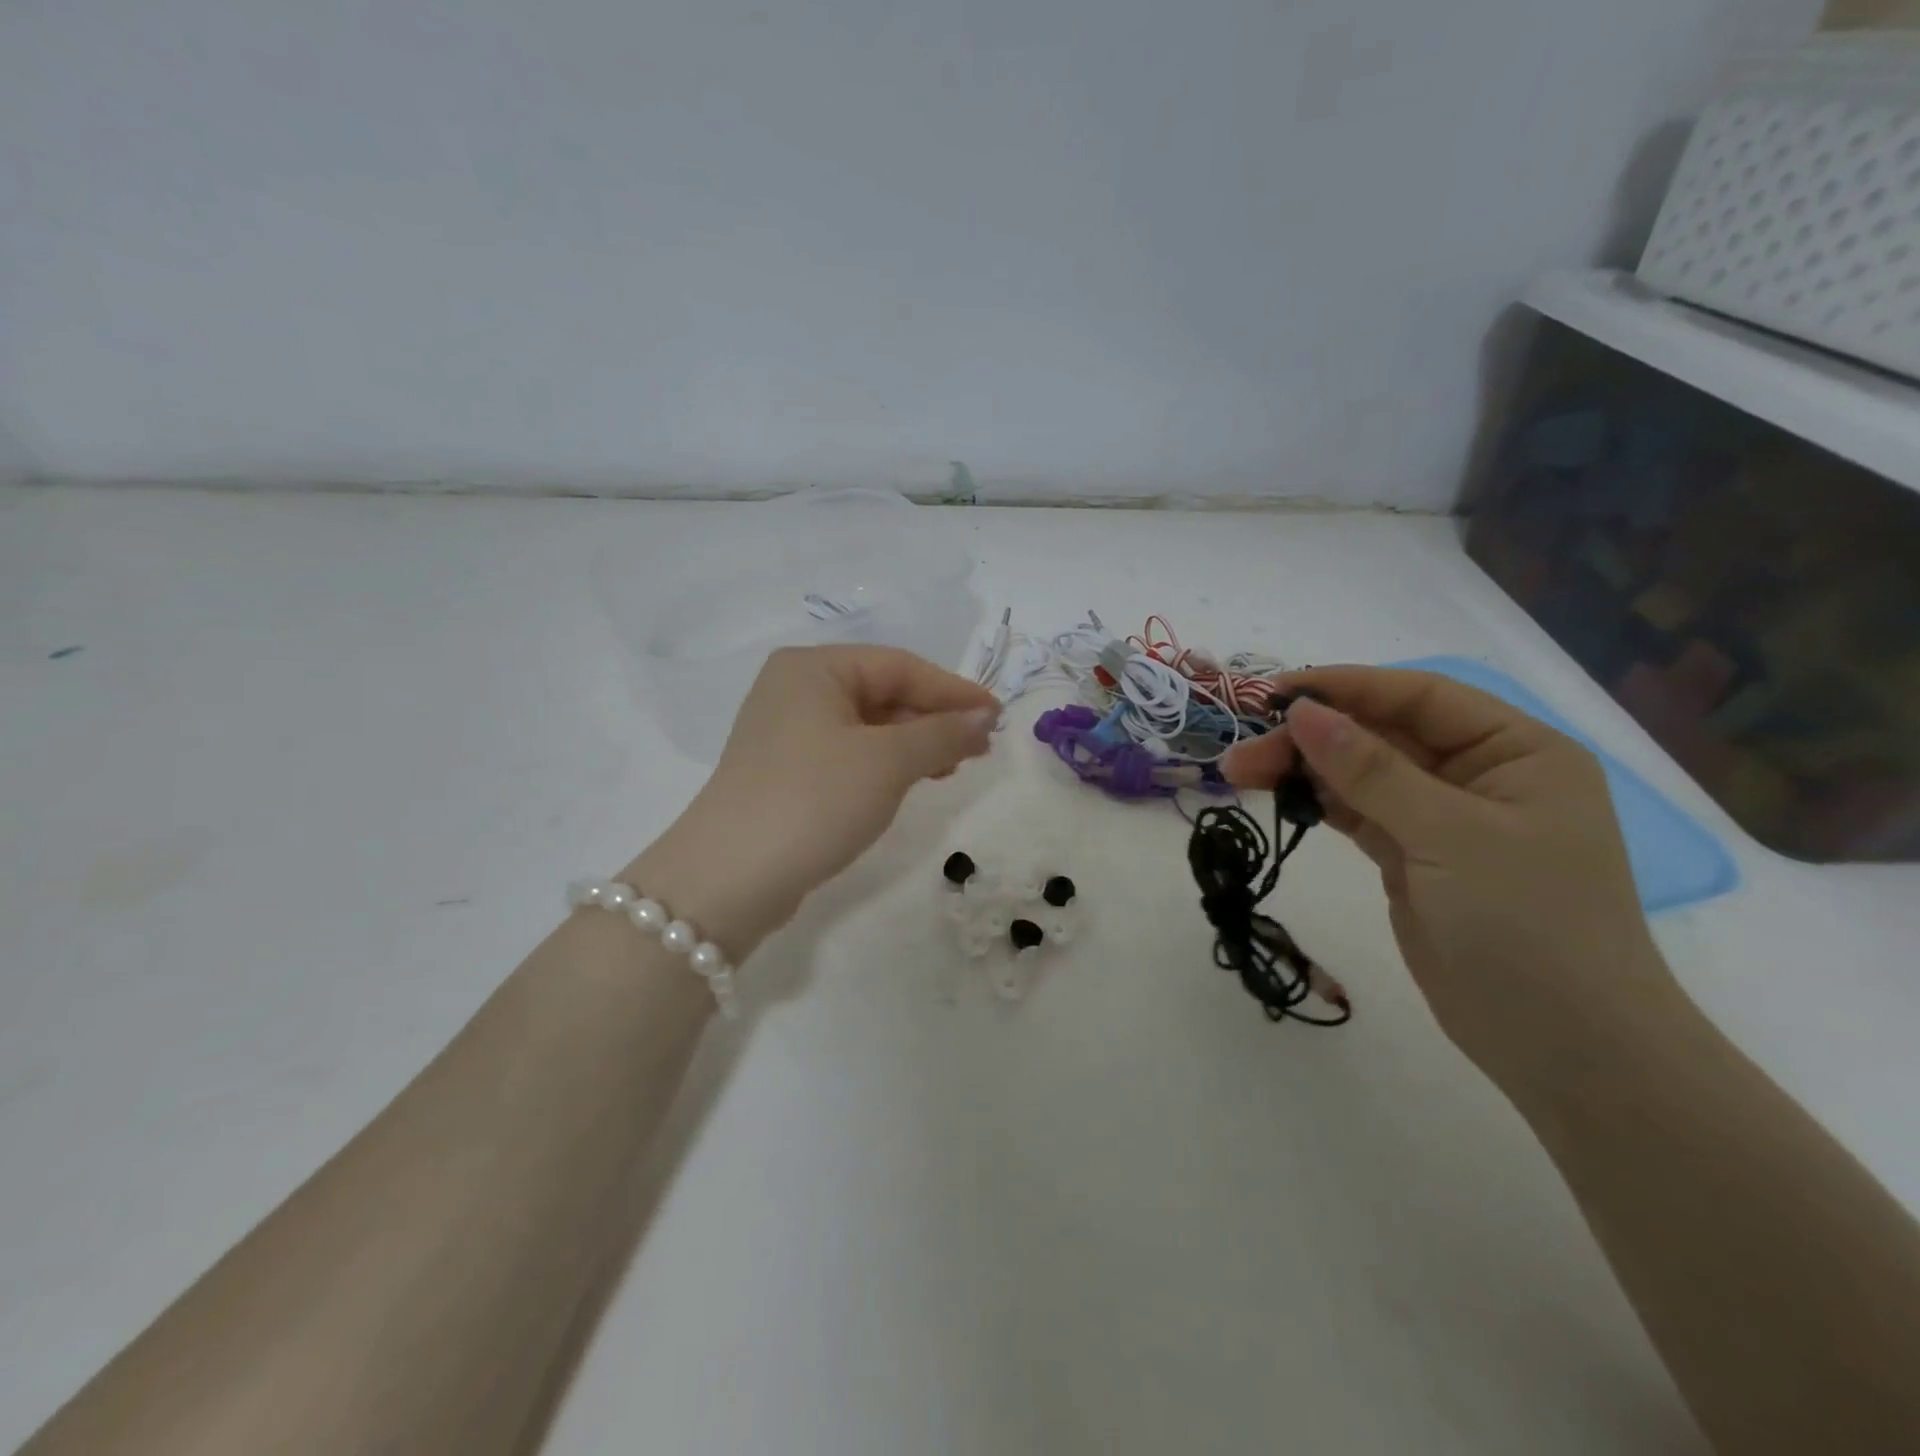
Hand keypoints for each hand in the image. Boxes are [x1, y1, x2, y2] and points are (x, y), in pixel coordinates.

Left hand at [631, 646, 997, 955]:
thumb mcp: (888, 762)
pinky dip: (886, 763)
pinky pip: (850, 752)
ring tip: (953, 767)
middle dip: (934, 718)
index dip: (953, 690)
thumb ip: (942, 733)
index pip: (900, 666)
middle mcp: (796, 689)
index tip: (998, 716)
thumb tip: (984, 717)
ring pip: (868, 725)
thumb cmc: (814, 800)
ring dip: (915, 743)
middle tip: (979, 747)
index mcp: (813, 667)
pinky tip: (912, 780)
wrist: (730, 878)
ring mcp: (787, 731)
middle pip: (883, 692)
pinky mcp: (786, 771)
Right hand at [1223, 666, 1685, 1092]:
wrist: (1565, 1048)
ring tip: (1239, 772)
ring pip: (1360, 775)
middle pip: (1381, 735)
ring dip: (1303, 770)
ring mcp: (1443, 820)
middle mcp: (1480, 775)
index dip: (1347, 687)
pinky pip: (1357, 814)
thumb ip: (1371, 770)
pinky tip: (1278, 795)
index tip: (1275, 693)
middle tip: (1242, 753)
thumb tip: (1303, 712)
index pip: (1420, 697)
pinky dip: (1318, 802)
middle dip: (1311, 737)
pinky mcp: (1413, 858)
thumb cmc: (1529, 925)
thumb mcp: (1450, 835)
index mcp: (1516, 751)